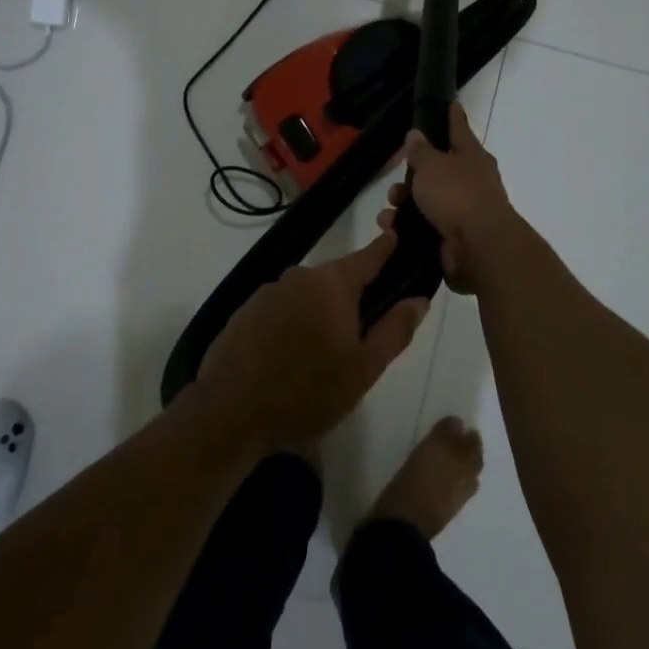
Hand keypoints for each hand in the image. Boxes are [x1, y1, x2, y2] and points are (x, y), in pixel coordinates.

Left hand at [197, 236, 428, 452]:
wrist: (230, 413)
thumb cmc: (307, 391)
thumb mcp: (364, 368)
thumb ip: (395, 329)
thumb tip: (419, 299)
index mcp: (331, 283)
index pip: (367, 257)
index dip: (385, 248)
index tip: (396, 235)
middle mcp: (298, 277)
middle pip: (336, 281)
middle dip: (351, 300)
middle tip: (361, 338)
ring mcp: (267, 293)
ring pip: (306, 298)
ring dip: (319, 316)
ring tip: (323, 357)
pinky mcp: (244, 313)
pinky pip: (280, 312)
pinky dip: (291, 327)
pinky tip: (290, 359)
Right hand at [376, 103, 519, 294]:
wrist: (479, 247)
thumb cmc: (456, 194)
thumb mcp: (431, 165)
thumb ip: (421, 150)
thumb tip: (417, 134)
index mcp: (472, 156)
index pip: (460, 129)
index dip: (453, 116)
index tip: (451, 103)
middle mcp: (473, 181)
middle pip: (439, 170)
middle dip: (414, 175)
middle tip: (395, 180)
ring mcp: (466, 211)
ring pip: (430, 201)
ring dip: (406, 204)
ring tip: (388, 211)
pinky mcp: (456, 237)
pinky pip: (427, 226)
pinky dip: (408, 227)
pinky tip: (392, 229)